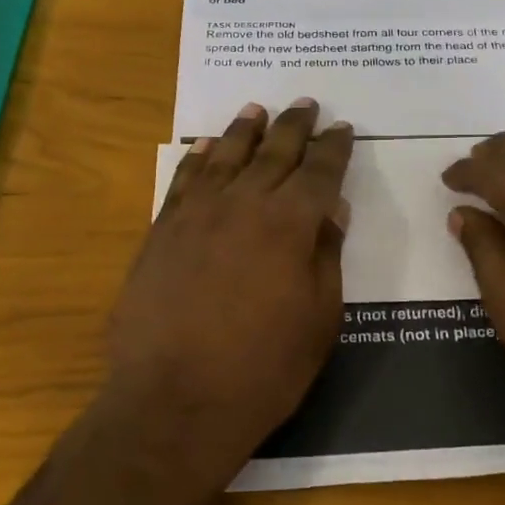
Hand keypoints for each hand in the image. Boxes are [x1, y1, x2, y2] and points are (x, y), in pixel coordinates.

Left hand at [101, 99, 352, 492]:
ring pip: (225, 156)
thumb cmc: (264, 369)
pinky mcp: (161, 232)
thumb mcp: (320, 318)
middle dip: (294, 125)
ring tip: (257, 110)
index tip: (343, 129)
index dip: (334, 148)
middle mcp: (243, 204)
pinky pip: (183, 180)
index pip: (320, 171)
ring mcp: (196, 214)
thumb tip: (333, 209)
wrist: (175, 401)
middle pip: (273, 152)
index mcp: (290, 224)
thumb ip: (327, 255)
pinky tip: (206, 147)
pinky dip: (198, 158)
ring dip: (245, 130)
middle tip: (306, 103)